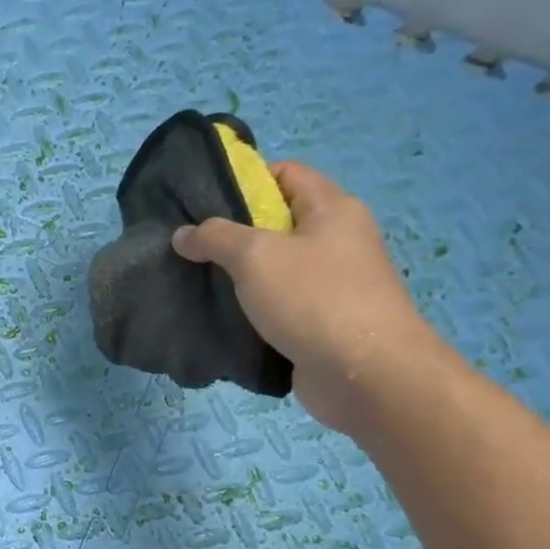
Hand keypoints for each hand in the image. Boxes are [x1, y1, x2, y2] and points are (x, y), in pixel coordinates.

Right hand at [172, 161, 438, 432]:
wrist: (365, 374)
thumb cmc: (314, 299)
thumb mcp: (255, 256)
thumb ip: (215, 238)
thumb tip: (183, 234)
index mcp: (332, 209)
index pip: (285, 174)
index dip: (244, 180)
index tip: (201, 203)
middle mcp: (336, 240)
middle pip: (277, 222)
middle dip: (231, 233)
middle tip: (189, 247)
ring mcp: (331, 284)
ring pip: (274, 268)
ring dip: (237, 276)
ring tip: (195, 282)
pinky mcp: (320, 322)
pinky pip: (278, 304)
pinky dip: (250, 309)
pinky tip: (219, 318)